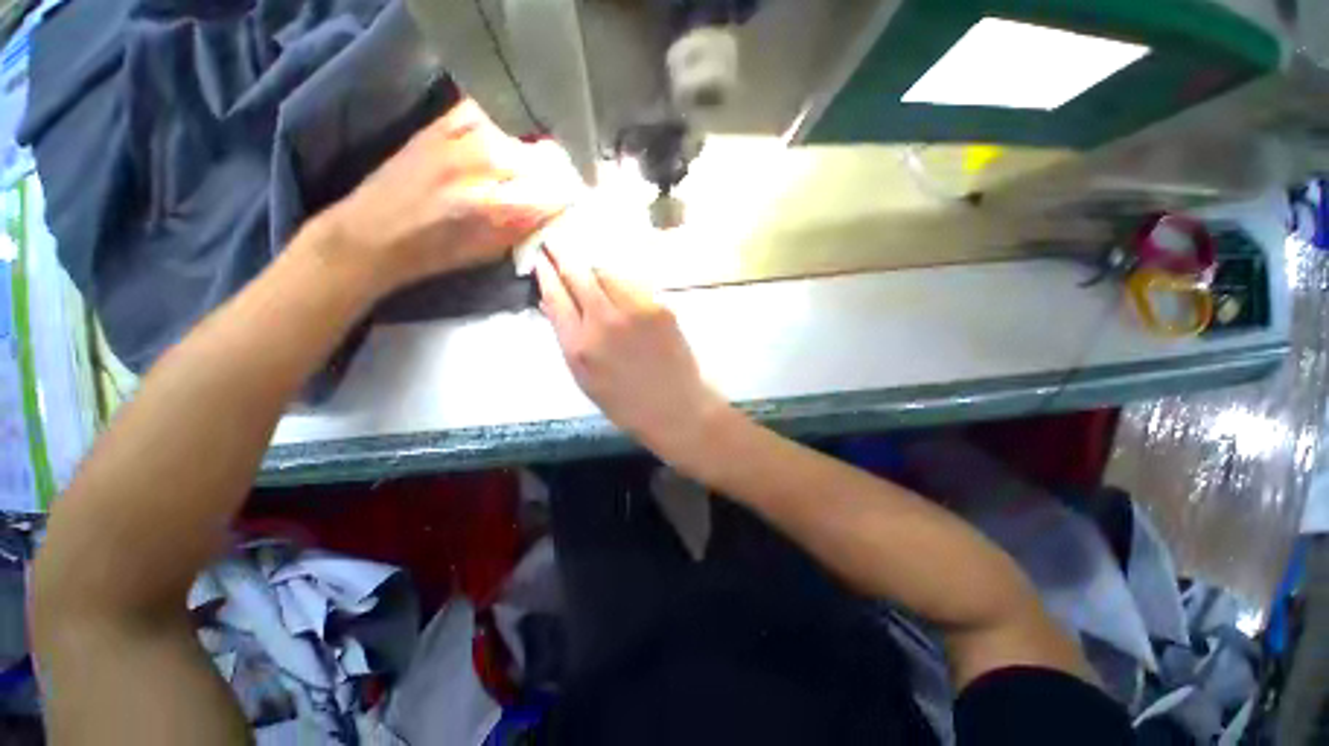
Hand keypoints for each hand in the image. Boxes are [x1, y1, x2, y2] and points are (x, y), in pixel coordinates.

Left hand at [315, 99, 577, 295]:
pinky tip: (506, 139)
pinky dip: (507, 125)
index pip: (559, 190)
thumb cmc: (438, 253)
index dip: (572, 194)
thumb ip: (531, 225)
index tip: (576, 199)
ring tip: (532, 162)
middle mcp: (485, 164)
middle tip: (558, 181)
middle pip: (547, 155)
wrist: (375, 231)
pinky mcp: (444, 119)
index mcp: (499, 207)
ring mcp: (463, 134)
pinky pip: (492, 112)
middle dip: (559, 170)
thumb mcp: (495, 251)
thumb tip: (561, 205)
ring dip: (535, 147)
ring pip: (524, 130)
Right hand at [535, 248, 727, 458]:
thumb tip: (551, 303)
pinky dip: (620, 279)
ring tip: (588, 265)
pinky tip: (617, 283)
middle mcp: (604, 322)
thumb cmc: (626, 402)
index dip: (546, 273)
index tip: (541, 259)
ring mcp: (634, 311)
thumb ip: (567, 339)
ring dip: (593, 265)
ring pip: (606, 271)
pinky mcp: (659, 307)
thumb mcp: (585, 379)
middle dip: (563, 254)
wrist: (676, 407)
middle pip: (578, 274)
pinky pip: (633, 282)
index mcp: (579, 346)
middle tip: (556, 242)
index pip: (556, 296)